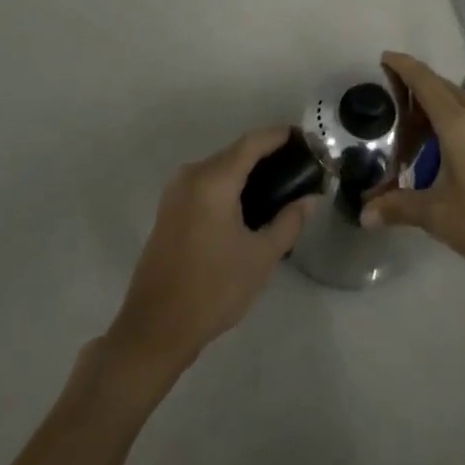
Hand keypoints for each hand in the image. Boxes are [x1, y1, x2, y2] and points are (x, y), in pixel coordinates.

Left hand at [105, 128, 315, 379]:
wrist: (155, 328)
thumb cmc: (213, 290)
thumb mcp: (261, 257)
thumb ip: (289, 222)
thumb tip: (310, 199)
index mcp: (213, 180)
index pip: (252, 142)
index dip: (279, 135)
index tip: (305, 138)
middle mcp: (191, 175)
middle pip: (235, 152)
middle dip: (266, 154)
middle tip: (298, 168)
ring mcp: (176, 191)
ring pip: (220, 168)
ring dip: (247, 171)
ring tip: (279, 186)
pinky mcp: (169, 209)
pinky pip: (206, 183)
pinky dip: (229, 185)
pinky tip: (248, 204)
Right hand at [361, 52, 464, 284]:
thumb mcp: (439, 217)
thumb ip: (399, 208)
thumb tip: (364, 213)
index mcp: (459, 122)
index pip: (425, 80)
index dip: (403, 66)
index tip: (383, 58)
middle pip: (442, 87)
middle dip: (415, 87)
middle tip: (388, 101)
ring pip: (460, 100)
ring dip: (435, 105)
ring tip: (410, 125)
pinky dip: (452, 118)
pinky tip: (443, 145)